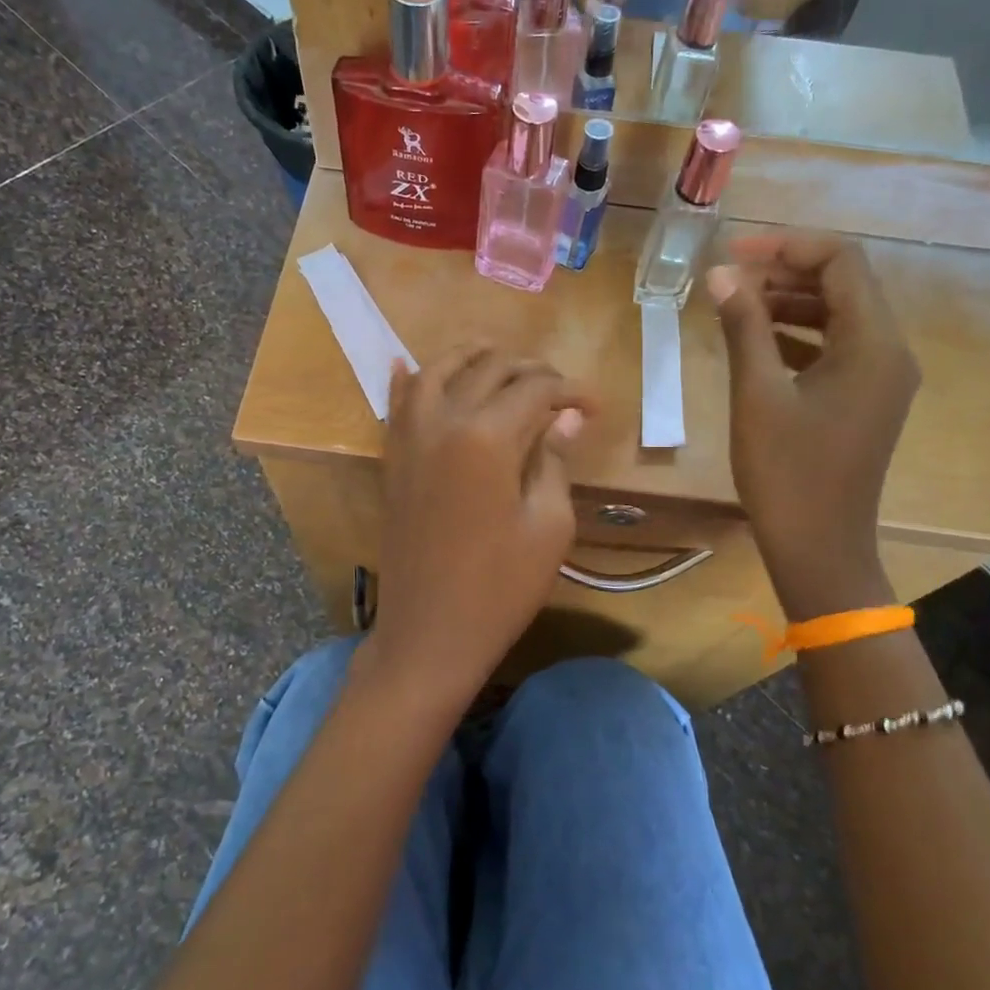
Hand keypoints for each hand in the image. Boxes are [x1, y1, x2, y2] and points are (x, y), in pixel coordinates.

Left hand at [369, 348, 592, 697]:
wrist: (430, 634)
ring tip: (498, 356)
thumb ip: (554, 461)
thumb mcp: (548, 527)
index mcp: (488, 438)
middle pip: (488, 371)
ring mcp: (410, 440)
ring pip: (436, 373)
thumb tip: (567, 417)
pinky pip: (395, 406)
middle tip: (558, 388)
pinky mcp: (394, 461)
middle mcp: (443, 423)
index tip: (595, 406)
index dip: (570, 391)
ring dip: (469, 357)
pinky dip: (406, 380)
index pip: (535, 390)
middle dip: (529, 369)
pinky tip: (407, 363)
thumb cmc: (500, 588)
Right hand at [705, 232, 918, 619]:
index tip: (734, 254)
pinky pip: (836, 347)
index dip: (786, 247)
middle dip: (786, 272)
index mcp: (873, 344)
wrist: (819, 546)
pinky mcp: (866, 399)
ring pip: (839, 315)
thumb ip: (743, 327)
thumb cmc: (787, 472)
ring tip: (736, 305)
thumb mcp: (757, 394)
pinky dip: (798, 334)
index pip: (841, 261)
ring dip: (789, 302)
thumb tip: (721, 275)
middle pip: (844, 284)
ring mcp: (882, 378)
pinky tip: (756, 341)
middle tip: (729, 278)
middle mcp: (890, 351)